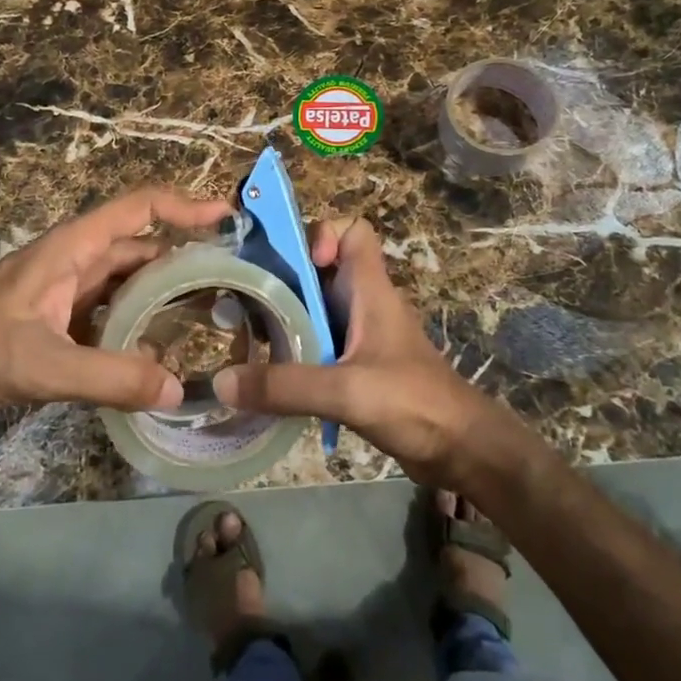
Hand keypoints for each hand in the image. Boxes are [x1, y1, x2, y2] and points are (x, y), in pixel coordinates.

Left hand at [0, 187, 231, 422]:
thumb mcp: (42, 364)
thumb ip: (110, 378)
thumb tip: (178, 389)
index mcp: (73, 247)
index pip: (140, 208)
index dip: (185, 206)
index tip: (229, 217)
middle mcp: (75, 260)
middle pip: (141, 246)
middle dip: (186, 257)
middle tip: (233, 281)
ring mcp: (65, 289)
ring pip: (127, 280)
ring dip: (164, 292)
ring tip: (209, 313)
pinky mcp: (57, 318)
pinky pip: (110, 311)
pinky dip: (137, 322)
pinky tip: (158, 349)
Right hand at [212, 217, 509, 485]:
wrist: (459, 450)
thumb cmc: (413, 402)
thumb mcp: (347, 390)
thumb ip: (287, 386)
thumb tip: (221, 381)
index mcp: (370, 289)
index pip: (352, 231)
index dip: (322, 234)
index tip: (295, 265)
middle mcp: (363, 303)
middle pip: (320, 268)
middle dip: (283, 276)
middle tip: (242, 296)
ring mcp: (360, 335)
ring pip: (315, 307)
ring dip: (283, 316)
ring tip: (242, 336)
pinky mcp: (356, 366)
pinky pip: (317, 343)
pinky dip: (292, 350)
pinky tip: (266, 375)